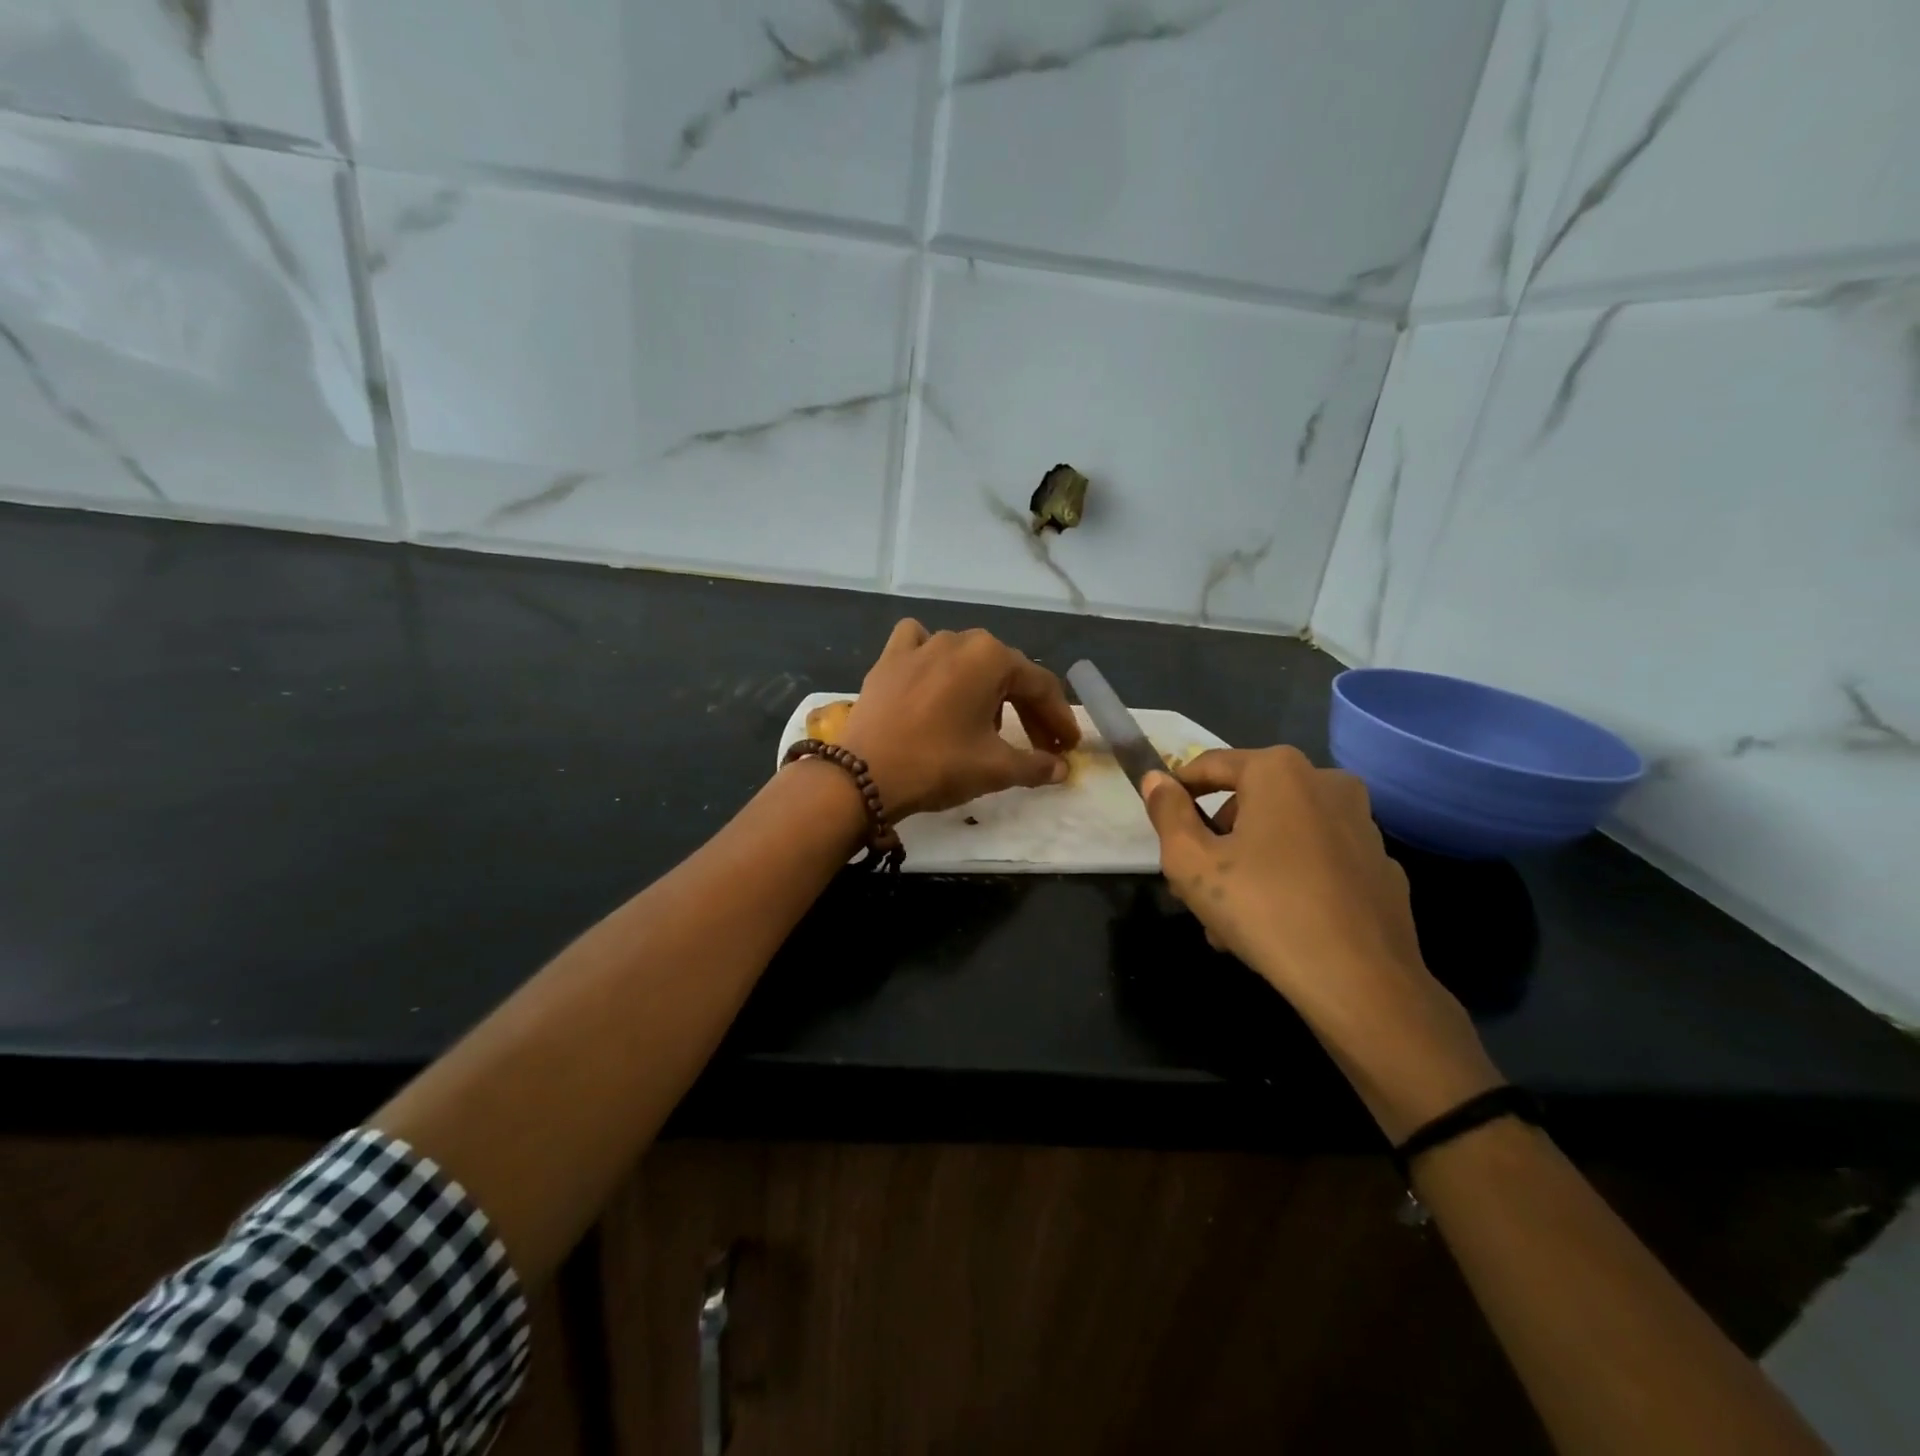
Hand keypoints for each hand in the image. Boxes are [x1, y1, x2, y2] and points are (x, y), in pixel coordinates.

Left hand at [837, 621, 1081, 818]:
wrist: (863, 774)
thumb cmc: (937, 764)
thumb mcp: (995, 769)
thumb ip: (1036, 765)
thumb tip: (1061, 768)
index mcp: (991, 658)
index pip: (1040, 686)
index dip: (1058, 718)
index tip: (1067, 746)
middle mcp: (959, 640)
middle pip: (1006, 671)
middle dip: (1027, 708)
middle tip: (1039, 743)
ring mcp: (920, 645)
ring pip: (967, 659)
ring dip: (985, 688)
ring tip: (987, 724)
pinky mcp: (889, 658)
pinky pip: (920, 646)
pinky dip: (933, 658)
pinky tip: (934, 679)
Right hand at [1144, 747, 1500, 1140]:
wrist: (1361, 983)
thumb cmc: (1264, 908)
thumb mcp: (1191, 862)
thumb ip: (1167, 812)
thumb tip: (1156, 779)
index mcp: (1279, 770)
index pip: (1209, 765)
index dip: (1176, 793)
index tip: (1161, 827)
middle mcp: (1327, 783)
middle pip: (1248, 801)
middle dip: (1216, 840)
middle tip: (1194, 887)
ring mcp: (1363, 825)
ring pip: (1283, 834)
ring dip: (1250, 864)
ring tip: (1231, 920)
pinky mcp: (1382, 866)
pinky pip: (1318, 861)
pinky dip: (1292, 880)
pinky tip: (1278, 927)